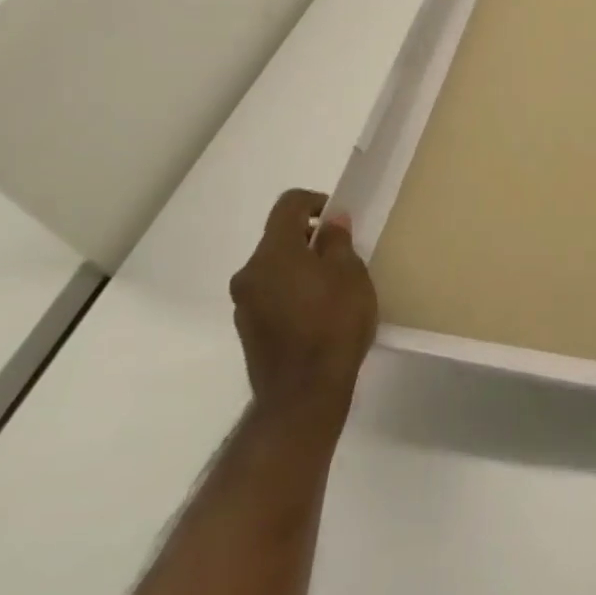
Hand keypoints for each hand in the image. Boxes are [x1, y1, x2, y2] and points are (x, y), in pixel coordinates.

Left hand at [229, 189, 378, 425]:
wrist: (303, 393)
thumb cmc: (334, 324)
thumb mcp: (351, 275)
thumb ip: (338, 242)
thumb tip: (331, 221)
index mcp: (274, 252)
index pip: (289, 205)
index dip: (316, 201)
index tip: (340, 219)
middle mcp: (250, 272)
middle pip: (279, 238)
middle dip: (311, 238)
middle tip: (344, 255)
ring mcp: (244, 302)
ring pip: (275, 268)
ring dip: (301, 267)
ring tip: (335, 288)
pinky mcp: (248, 328)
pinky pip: (272, 294)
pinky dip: (293, 291)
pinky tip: (319, 313)